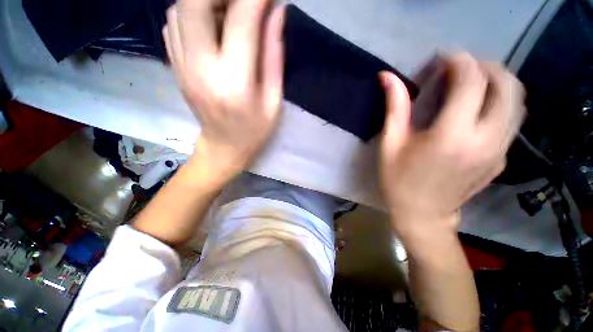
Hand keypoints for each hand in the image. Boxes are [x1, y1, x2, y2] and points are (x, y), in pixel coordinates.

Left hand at [163, 0, 284, 181]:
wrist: (223, 147)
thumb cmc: (255, 131)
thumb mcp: (274, 101)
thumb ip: (274, 57)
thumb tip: (276, 13)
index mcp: (234, 82)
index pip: (242, 20)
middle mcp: (200, 67)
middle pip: (194, 1)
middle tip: (246, 2)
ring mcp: (181, 64)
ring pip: (180, 7)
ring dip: (207, 0)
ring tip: (231, 11)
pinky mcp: (174, 65)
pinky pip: (174, 22)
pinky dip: (193, 12)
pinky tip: (213, 25)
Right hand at [379, 53, 524, 238]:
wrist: (423, 214)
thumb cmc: (398, 180)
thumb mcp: (390, 144)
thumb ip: (394, 107)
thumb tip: (387, 77)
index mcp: (452, 136)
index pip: (471, 81)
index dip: (459, 61)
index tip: (443, 58)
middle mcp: (486, 139)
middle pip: (506, 84)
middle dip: (484, 66)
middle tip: (460, 69)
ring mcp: (500, 150)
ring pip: (517, 100)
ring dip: (497, 82)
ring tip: (472, 83)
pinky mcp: (502, 158)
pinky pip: (512, 119)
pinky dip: (500, 102)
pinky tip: (477, 108)